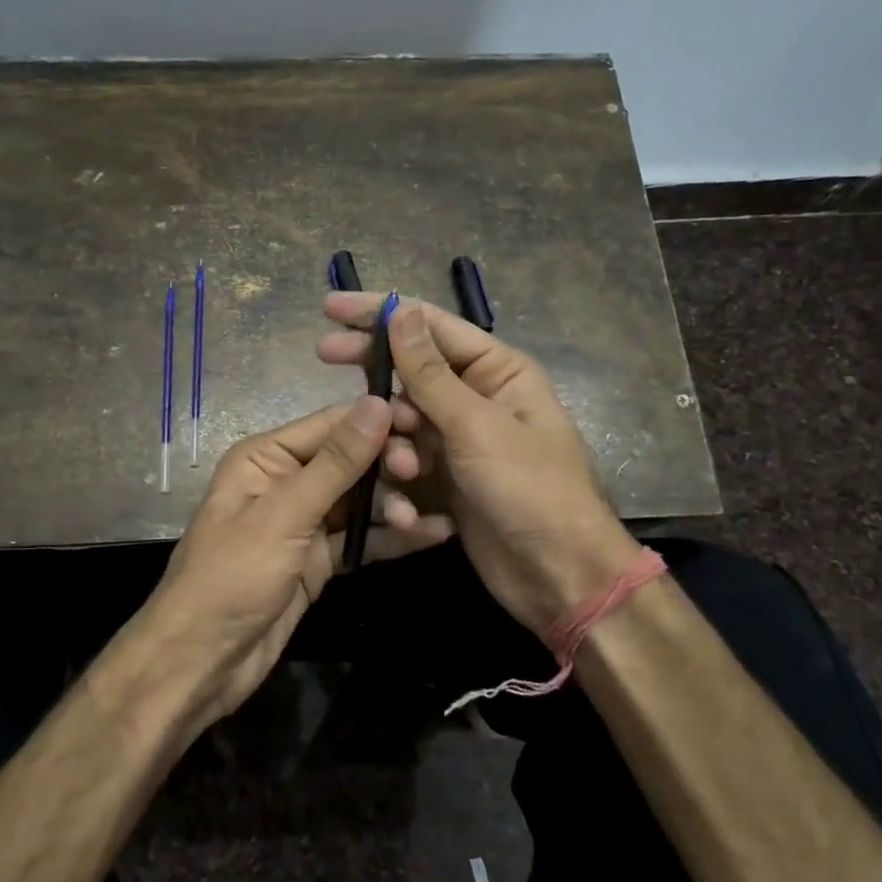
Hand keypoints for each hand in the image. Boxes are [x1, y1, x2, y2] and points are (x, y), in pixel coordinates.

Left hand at [132, 397, 453, 731]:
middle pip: (350, 460)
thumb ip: (335, 462)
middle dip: (387, 464)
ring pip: (360, 500)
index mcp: (265, 457)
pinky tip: (433, 534)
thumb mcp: (284, 514)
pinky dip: (392, 537)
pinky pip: (362, 539)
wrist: (203, 661)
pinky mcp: (318, 560)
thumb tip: (377, 404)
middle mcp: (286, 481)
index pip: (330, 424)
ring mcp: (304, 523)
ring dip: (393, 504)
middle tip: (419, 473)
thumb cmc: (232, 576)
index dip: (377, 419)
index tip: (424, 421)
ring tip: (417, 520)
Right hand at [319, 293, 642, 630]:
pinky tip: (400, 492)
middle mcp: (477, 396)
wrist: (558, 575)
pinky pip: (408, 455)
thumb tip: (400, 311)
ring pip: (404, 416)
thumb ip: (430, 373)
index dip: (381, 312)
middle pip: (412, 367)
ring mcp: (459, 437)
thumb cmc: (530, 488)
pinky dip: (399, 468)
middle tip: (323, 354)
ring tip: (401, 466)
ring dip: (392, 435)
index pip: (431, 325)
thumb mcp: (476, 426)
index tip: (332, 307)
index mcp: (497, 370)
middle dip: (372, 365)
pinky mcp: (446, 474)